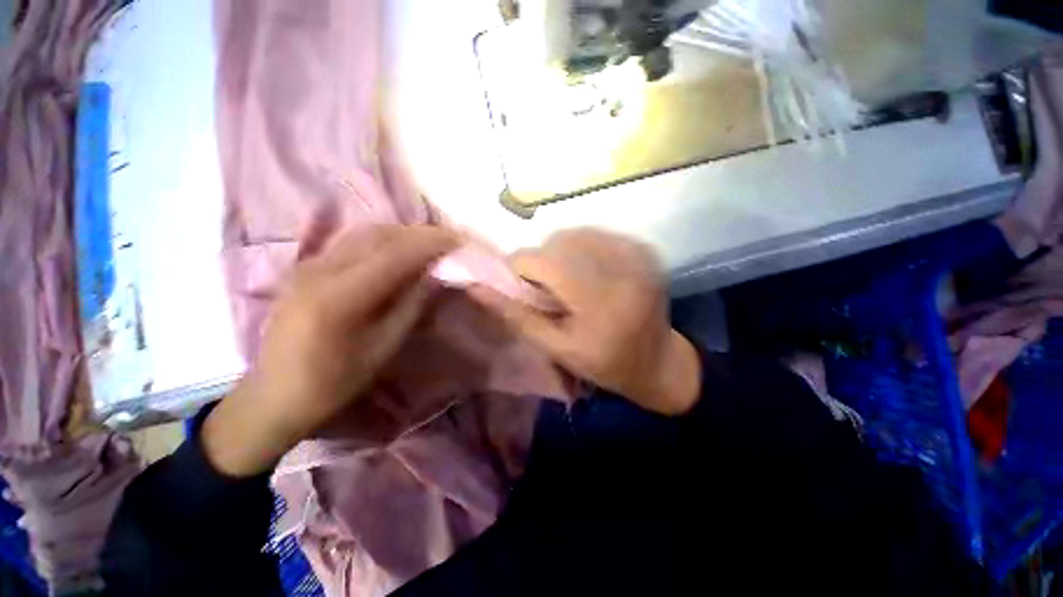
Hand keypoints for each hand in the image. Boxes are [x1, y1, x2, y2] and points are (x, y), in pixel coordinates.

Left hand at [202, 226, 456, 476]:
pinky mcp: (305, 268)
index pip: (394, 255)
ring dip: (401, 233)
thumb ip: (410, 308)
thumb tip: (432, 277)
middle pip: (378, 236)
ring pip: (363, 233)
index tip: (458, 240)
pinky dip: (381, 239)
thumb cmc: (332, 382)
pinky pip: (350, 242)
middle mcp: (320, 271)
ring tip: (428, 242)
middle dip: (418, 233)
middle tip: (448, 239)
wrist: (273, 395)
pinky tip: (396, 248)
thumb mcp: (381, 350)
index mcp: (339, 298)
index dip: (429, 243)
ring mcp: (309, 265)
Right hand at [471, 229, 700, 415]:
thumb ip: (516, 315)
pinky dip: (583, 248)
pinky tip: (589, 272)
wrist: (659, 361)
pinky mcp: (644, 248)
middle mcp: (621, 268)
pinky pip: (598, 234)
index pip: (542, 261)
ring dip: (561, 253)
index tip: (521, 287)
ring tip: (568, 282)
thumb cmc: (604, 363)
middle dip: (541, 262)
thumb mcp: (556, 348)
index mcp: (599, 300)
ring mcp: (637, 254)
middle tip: (548, 289)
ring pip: (575, 233)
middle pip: (558, 241)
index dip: (521, 269)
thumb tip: (475, 286)